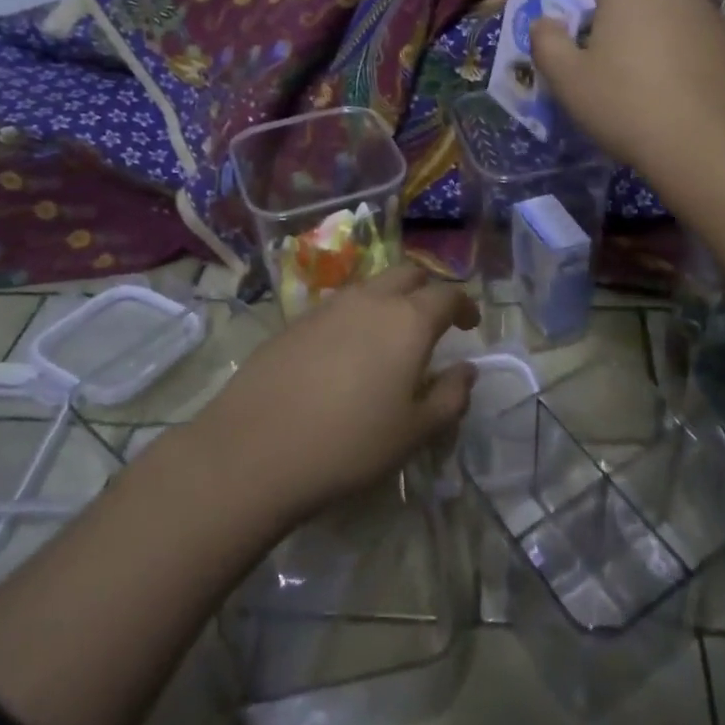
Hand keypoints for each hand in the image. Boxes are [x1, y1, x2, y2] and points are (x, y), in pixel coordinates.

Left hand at [193, 263, 479, 520]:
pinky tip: (346, 354)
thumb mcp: (415, 432)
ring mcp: (328, 306)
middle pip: (408, 274)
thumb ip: (450, 397)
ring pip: (371, 286)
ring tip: (389, 337)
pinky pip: (338, 306)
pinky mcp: (295, 321)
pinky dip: (355, 317)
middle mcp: (370, 300)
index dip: (464, 306)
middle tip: (433, 320)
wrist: (255, 449)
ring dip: (389, 300)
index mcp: (408, 320)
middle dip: (427, 290)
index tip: (470, 323)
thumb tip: (466, 371)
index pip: (448, 295)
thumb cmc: (349, 443)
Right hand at [532, 0, 724, 189]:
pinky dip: (681, 49)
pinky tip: (674, 89)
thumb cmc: (628, 105)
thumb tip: (545, 22)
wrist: (712, 148)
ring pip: (673, 5)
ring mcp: (713, 14)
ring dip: (652, 23)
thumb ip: (546, 42)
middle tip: (601, 38)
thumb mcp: (568, 81)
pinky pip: (697, 36)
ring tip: (640, 68)